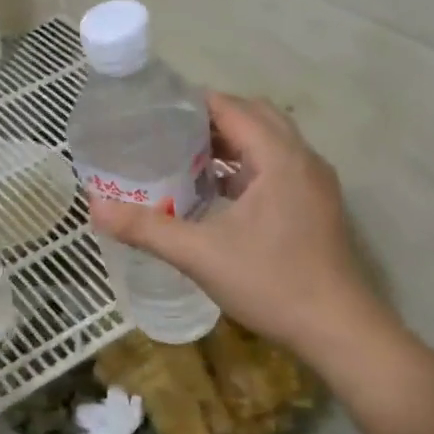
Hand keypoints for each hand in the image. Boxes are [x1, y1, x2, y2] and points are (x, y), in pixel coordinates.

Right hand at [89, 93, 394, 361]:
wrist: (338, 330)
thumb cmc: (272, 283)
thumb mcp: (200, 255)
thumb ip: (147, 228)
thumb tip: (95, 208)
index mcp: (279, 158)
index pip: (233, 108)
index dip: (193, 103)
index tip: (153, 110)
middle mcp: (302, 160)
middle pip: (254, 117)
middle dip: (211, 119)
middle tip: (166, 133)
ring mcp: (314, 184)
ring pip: (269, 143)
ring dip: (231, 143)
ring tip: (185, 157)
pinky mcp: (316, 206)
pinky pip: (277, 167)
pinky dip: (246, 166)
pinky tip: (217, 193)